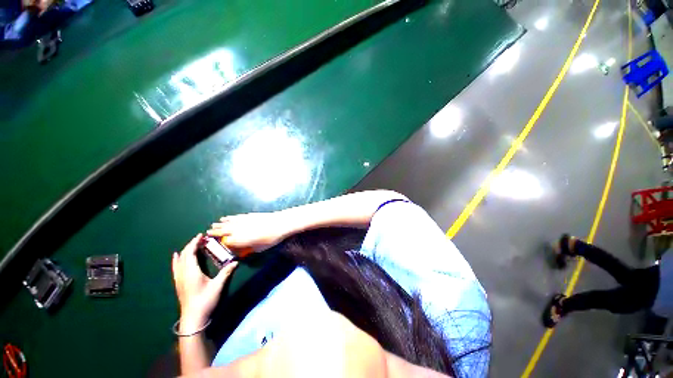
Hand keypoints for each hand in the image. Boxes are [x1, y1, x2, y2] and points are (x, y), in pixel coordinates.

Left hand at [172, 234, 237, 331]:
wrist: (193, 318)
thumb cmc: (205, 301)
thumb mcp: (218, 286)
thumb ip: (226, 272)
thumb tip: (236, 262)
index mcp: (191, 272)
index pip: (190, 253)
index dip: (194, 243)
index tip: (201, 235)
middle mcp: (183, 273)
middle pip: (183, 255)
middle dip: (191, 245)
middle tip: (201, 239)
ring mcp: (179, 279)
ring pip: (179, 260)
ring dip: (185, 250)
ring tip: (193, 245)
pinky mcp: (178, 283)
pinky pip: (175, 267)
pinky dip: (176, 259)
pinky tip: (176, 256)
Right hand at [207, 212, 288, 252]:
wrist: (279, 223)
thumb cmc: (270, 238)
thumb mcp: (258, 248)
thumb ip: (247, 250)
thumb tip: (241, 251)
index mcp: (238, 240)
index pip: (224, 242)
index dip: (218, 243)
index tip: (213, 244)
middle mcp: (237, 229)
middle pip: (222, 230)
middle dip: (214, 232)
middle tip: (208, 233)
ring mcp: (242, 221)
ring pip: (227, 222)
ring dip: (219, 224)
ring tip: (214, 225)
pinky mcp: (247, 215)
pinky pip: (234, 217)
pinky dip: (228, 218)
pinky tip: (225, 218)